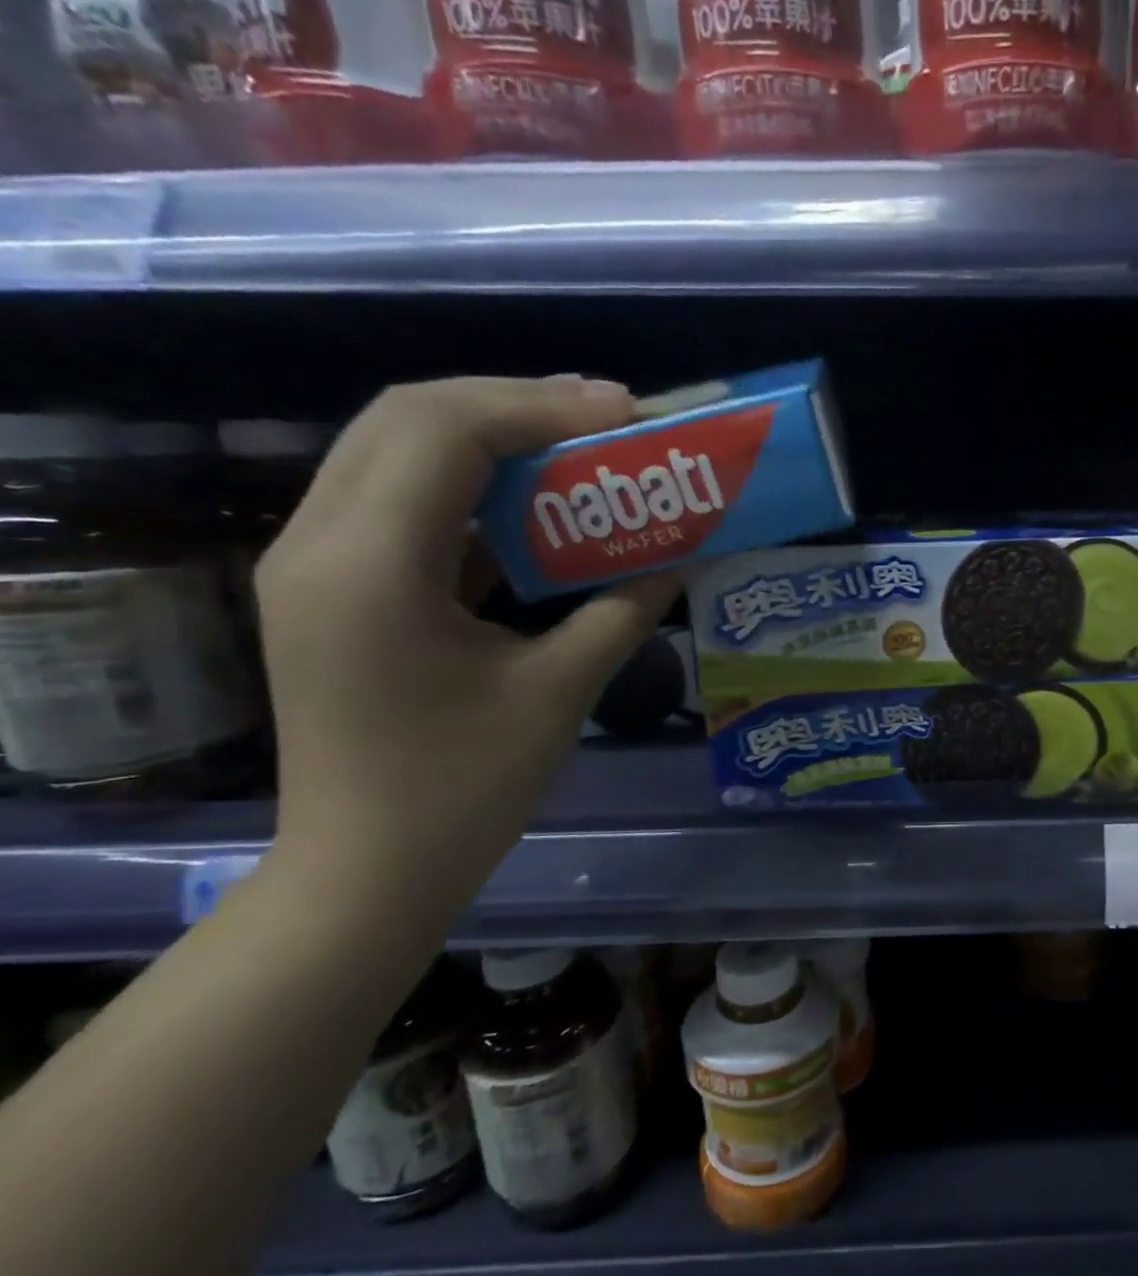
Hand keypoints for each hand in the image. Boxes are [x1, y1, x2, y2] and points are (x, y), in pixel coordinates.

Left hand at [258, 376, 679, 903]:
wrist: (367, 872)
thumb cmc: (463, 791)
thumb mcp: (559, 695)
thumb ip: (623, 613)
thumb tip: (683, 558)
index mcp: (369, 567)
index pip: (444, 431)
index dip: (541, 407)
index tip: (626, 412)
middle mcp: (319, 543)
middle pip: (407, 418)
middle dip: (515, 404)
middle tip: (607, 417)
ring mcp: (316, 564)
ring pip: (396, 451)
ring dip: (491, 436)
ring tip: (578, 443)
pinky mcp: (333, 589)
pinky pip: (399, 502)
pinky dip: (471, 486)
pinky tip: (533, 502)